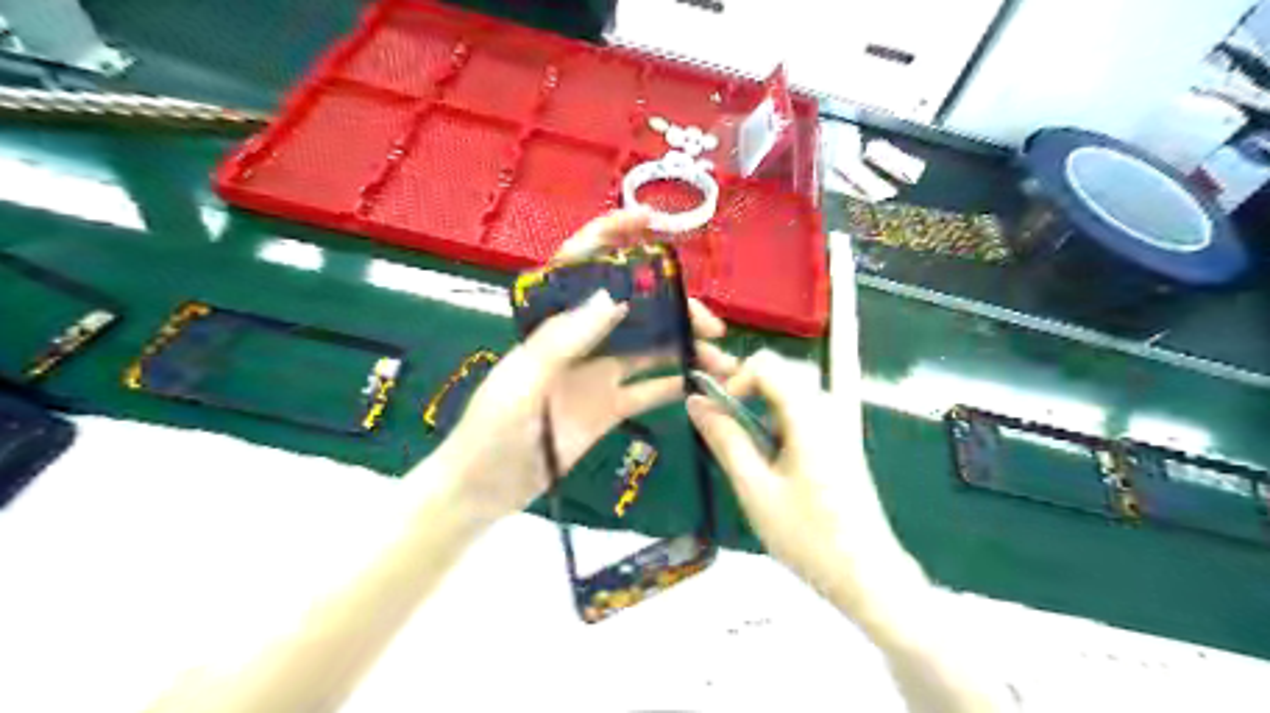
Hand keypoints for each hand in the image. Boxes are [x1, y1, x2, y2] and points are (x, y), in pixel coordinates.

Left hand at [428, 213, 718, 523]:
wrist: (483, 492)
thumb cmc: (488, 434)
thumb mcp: (519, 385)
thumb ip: (560, 342)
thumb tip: (612, 298)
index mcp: (549, 323)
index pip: (580, 266)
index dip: (612, 237)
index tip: (651, 224)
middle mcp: (578, 340)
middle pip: (632, 309)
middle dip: (673, 307)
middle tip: (711, 325)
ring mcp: (596, 374)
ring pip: (648, 349)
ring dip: (685, 348)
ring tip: (722, 361)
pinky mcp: (608, 408)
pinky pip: (647, 390)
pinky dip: (675, 384)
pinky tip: (702, 383)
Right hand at [686, 352, 925, 616]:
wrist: (867, 575)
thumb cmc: (807, 536)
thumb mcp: (755, 489)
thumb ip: (725, 440)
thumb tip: (696, 402)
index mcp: (809, 415)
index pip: (766, 365)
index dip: (734, 379)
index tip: (718, 413)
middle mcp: (829, 409)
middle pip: (781, 372)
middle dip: (746, 388)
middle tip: (722, 423)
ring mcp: (840, 424)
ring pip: (792, 391)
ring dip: (761, 406)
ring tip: (745, 448)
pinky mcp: (842, 441)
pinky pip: (804, 412)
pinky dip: (778, 421)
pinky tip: (772, 459)